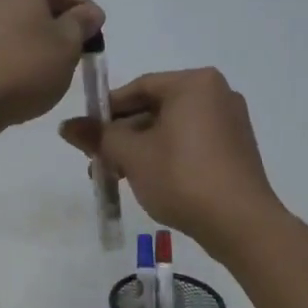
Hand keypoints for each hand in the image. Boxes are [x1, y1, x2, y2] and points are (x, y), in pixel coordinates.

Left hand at [0, 0, 104, 131]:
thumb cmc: (24, 65)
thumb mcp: (68, 45)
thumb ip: (81, 23)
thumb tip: (88, 13)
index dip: (82, 14)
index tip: (95, 37)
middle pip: (25, 2)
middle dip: (45, 21)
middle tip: (66, 52)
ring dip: (12, 33)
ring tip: (30, 64)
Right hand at [58, 67, 282, 255]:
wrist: (241, 224)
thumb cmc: (182, 177)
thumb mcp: (132, 155)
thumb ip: (99, 136)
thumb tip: (66, 126)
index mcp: (194, 83)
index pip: (139, 87)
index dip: (107, 110)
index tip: (86, 134)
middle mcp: (217, 93)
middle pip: (155, 107)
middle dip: (123, 134)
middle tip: (98, 160)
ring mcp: (231, 122)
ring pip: (172, 128)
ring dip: (141, 148)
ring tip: (117, 176)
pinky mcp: (236, 149)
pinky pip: (192, 142)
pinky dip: (167, 155)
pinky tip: (148, 180)